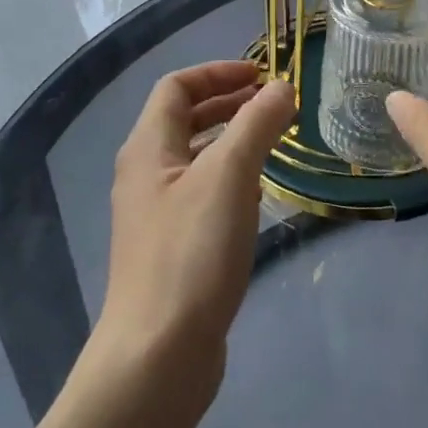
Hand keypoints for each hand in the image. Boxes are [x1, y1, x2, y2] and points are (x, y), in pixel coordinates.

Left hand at [97, 63, 295, 384]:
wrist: (158, 355)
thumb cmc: (191, 253)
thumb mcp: (230, 177)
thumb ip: (257, 125)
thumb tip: (282, 87)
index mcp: (148, 148)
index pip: (176, 88)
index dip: (218, 72)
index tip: (262, 75)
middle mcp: (145, 175)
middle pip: (183, 120)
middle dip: (228, 103)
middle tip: (273, 104)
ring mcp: (156, 215)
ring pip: (195, 158)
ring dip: (232, 140)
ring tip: (274, 142)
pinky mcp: (171, 248)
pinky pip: (201, 194)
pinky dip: (230, 179)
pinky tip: (258, 194)